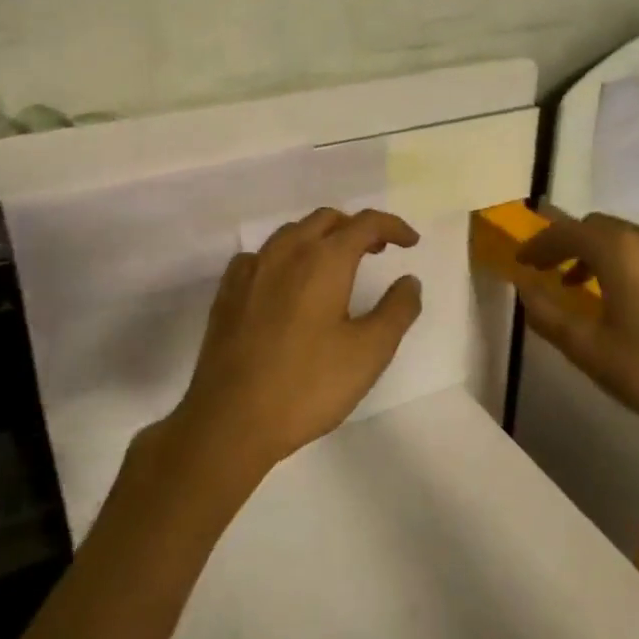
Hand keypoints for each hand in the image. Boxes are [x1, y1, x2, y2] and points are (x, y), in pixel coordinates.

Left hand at [167, 208, 423, 481]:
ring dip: (320, 237)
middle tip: (378, 251)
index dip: (392, 226)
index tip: (411, 242)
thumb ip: (397, 310)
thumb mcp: (370, 352)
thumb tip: (409, 280)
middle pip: (325, 220)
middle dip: (356, 228)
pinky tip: (287, 283)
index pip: (364, 223)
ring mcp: (251, 270)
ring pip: (291, 233)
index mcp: (323, 260)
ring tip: (336, 264)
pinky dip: (285, 257)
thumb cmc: (308, 385)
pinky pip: (261, 256)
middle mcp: (285, 252)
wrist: (231, 419)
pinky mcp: (228, 292)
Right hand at [511, 213, 638, 445]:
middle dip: (567, 244)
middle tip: (547, 271)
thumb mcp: (588, 349)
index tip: (521, 263)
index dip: (539, 245)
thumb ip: (548, 314)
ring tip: (582, 284)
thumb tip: (523, 288)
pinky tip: (628, 296)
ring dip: (598, 253)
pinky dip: (628, 262)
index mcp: (620, 250)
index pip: (567, 232)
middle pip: (598, 227)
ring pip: (628, 238)